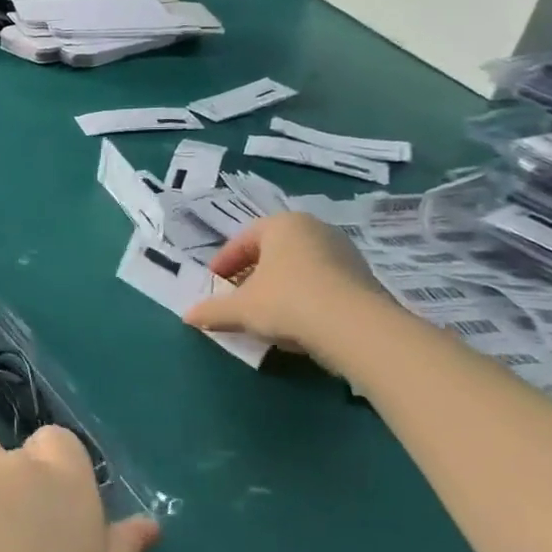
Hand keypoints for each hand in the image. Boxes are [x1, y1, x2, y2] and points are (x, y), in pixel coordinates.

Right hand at [183, 213, 388, 371]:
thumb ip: (212, 311)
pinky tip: (296, 323)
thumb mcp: (240, 309)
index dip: (223, 263)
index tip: (214, 284)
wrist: (355, 327)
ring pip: (299, 268)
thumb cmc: (286, 301)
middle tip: (237, 298)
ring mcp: (344, 252)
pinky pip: (322, 284)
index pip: (243, 240)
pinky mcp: (364, 278)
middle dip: (252, 275)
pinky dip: (304, 298)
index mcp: (282, 224)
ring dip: (279, 288)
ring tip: (265, 314)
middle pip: (273, 252)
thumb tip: (188, 316)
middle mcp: (315, 229)